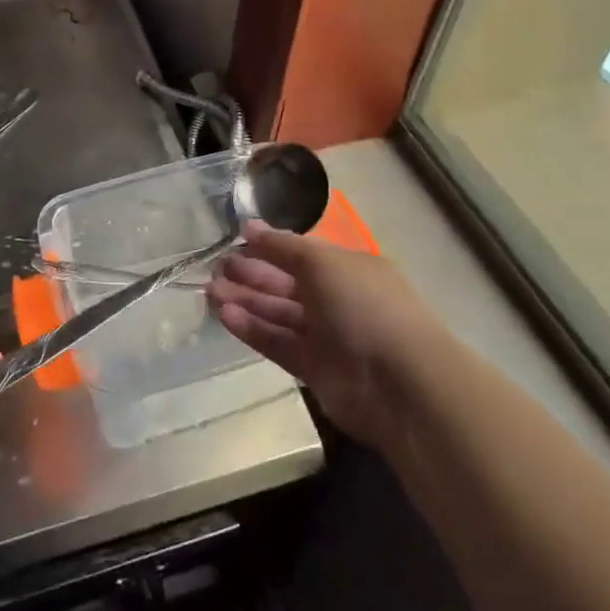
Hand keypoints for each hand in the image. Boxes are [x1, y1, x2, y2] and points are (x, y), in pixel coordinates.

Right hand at [207, 225, 433, 448]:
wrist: (400, 383)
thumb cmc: (364, 306)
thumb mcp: (322, 262)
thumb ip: (282, 246)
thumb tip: (249, 226)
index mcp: (348, 268)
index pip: (302, 253)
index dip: (270, 247)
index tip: (235, 239)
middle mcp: (338, 299)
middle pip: (287, 283)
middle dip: (252, 274)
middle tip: (216, 267)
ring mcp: (327, 336)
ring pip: (279, 314)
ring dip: (246, 301)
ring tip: (209, 291)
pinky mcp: (314, 369)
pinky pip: (278, 343)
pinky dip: (253, 329)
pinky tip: (224, 315)